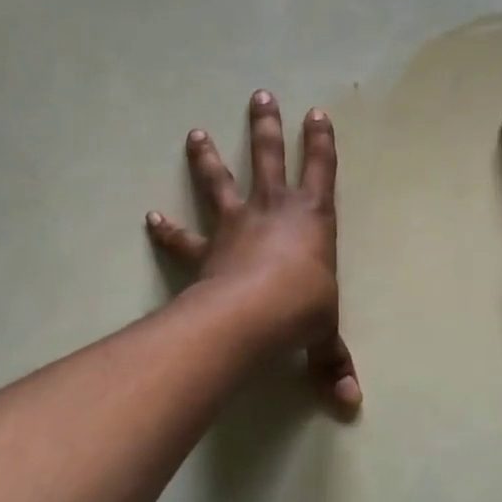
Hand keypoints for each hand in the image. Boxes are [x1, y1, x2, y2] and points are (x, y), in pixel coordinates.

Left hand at [147, 90, 360, 411]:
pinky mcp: (207, 249)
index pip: (322, 171)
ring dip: (209, 157)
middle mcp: (274, 211)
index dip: (320, 142)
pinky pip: (184, 237)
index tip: (316, 112)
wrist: (253, 315)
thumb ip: (334, 365)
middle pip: (269, 158)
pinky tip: (150, 217)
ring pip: (222, 182)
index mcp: (313, 219)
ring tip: (194, 132)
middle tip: (259, 95)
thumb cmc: (302, 311)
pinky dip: (166, 229)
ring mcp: (237, 225)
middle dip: (266, 127)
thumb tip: (351, 406)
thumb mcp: (325, 336)